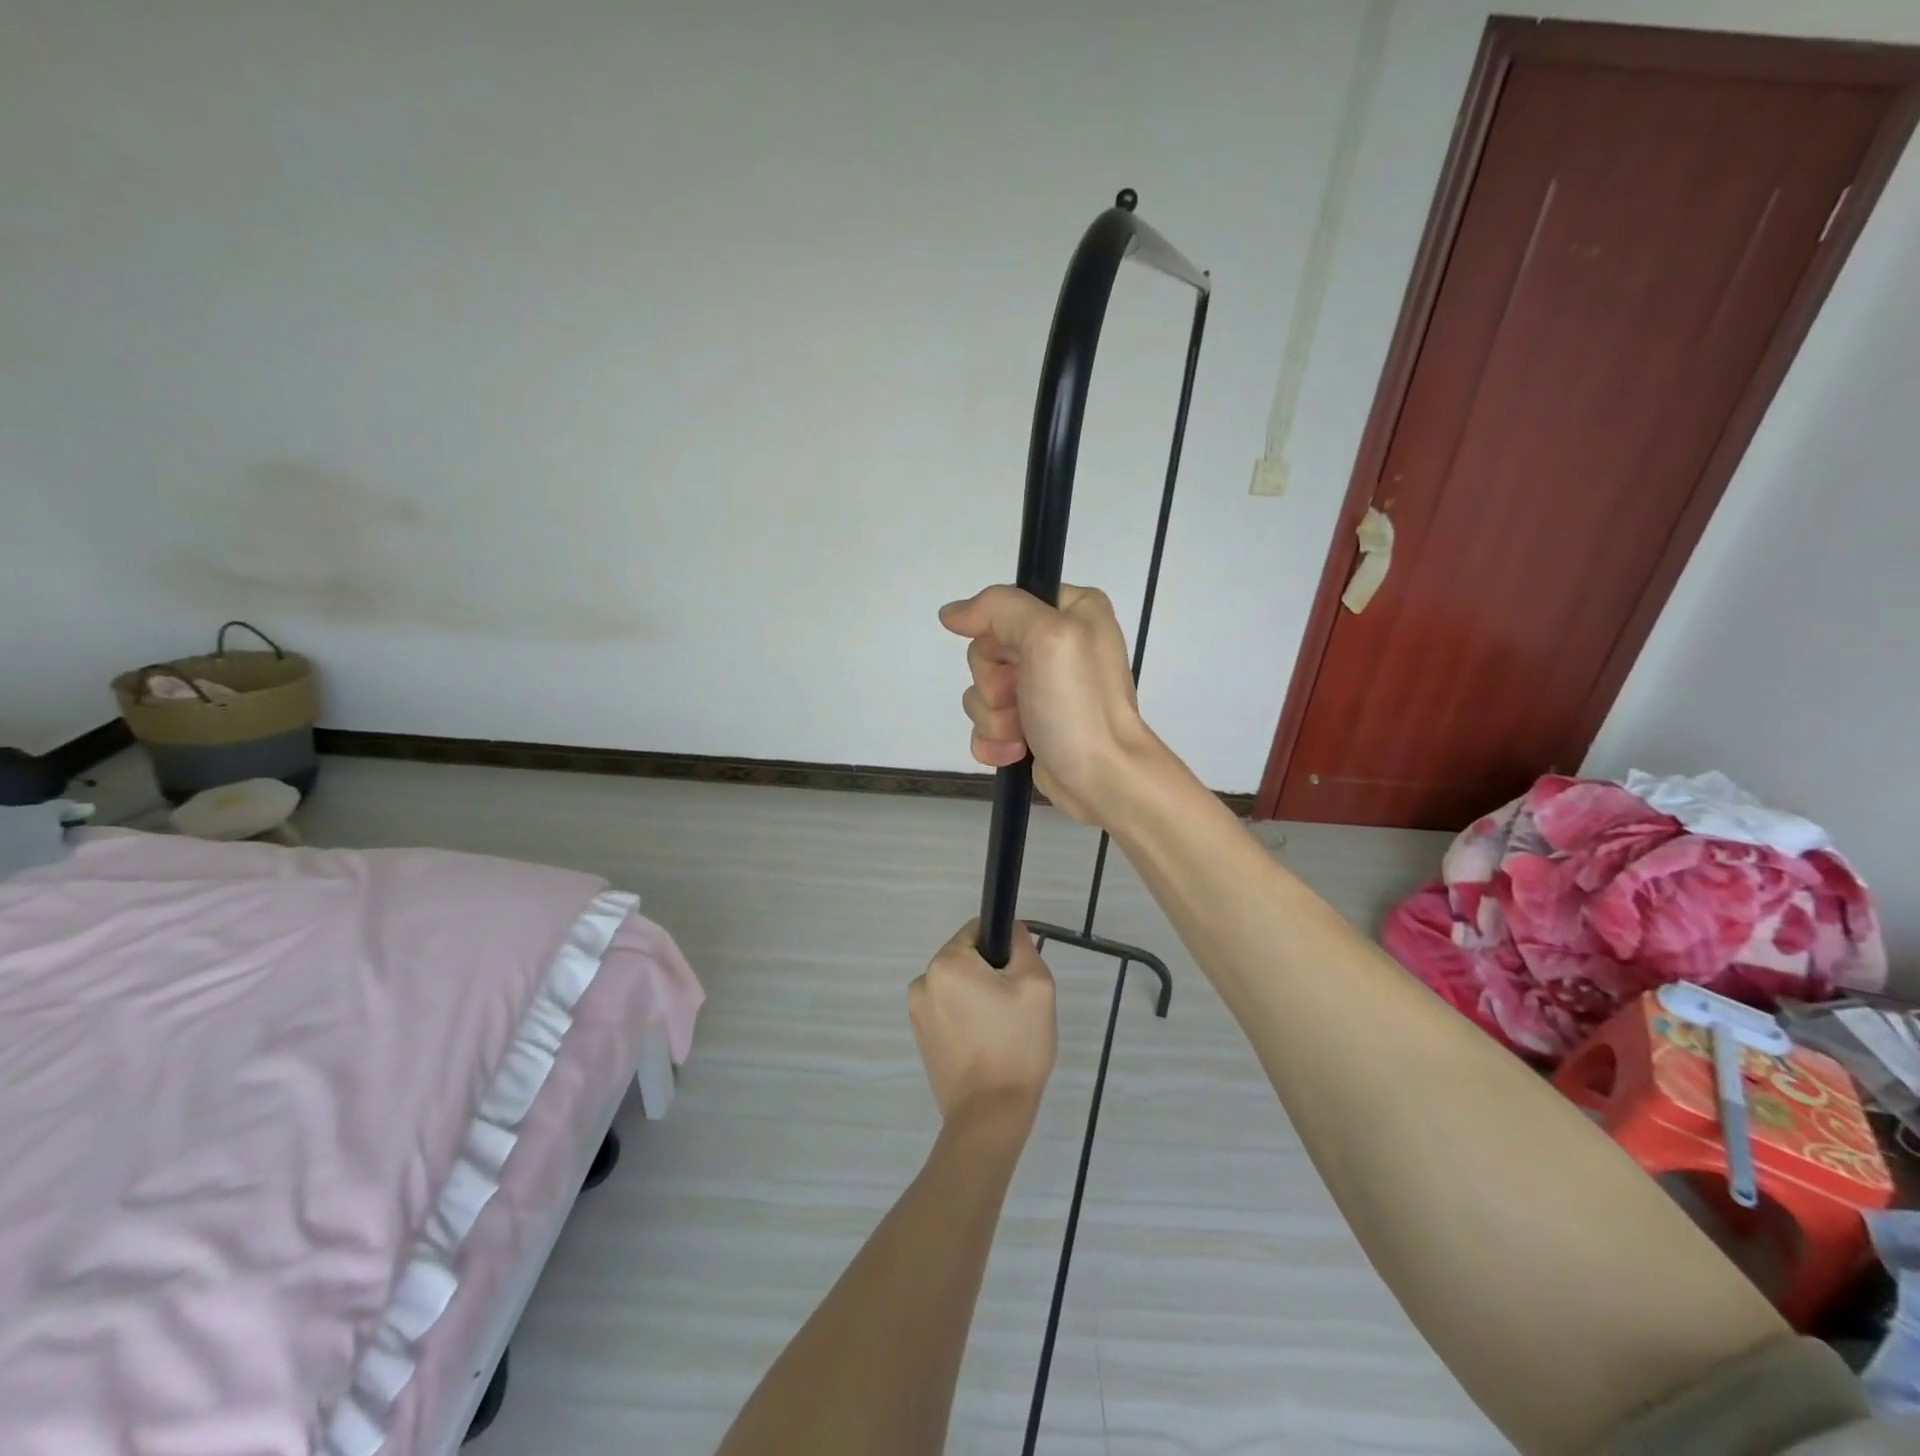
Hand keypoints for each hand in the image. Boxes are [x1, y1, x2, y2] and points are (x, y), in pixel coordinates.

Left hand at [908, 922, 1055, 1122]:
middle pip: (966, 958)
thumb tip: (1009, 930)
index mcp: (946, 963)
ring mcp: (917, 1012)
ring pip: (958, 985)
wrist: (990, 1115)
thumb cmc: (1016, 1044)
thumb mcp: (1036, 984)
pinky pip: (948, 1010)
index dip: (1003, 948)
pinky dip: (967, 1018)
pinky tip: (985, 1045)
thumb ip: (1022, 945)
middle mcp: (923, 981)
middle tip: (1014, 1008)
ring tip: (1001, 1031)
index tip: (1018, 978)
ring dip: (978, 997)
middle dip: (991, 974)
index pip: (977, 930)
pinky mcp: (921, 1038)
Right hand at [938, 583, 1150, 822]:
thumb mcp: (1046, 637)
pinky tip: (1015, 751)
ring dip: (993, 717)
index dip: (996, 634)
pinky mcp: (1030, 725)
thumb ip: (999, 608)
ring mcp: (1042, 688)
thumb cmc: (1080, 705)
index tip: (1012, 657)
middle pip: (987, 650)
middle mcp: (1057, 644)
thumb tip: (952, 613)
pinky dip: (993, 740)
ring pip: (981, 690)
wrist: (1104, 779)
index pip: (1004, 605)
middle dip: (993, 683)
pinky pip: (985, 723)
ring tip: (1023, 732)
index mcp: (1072, 610)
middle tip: (1020, 698)